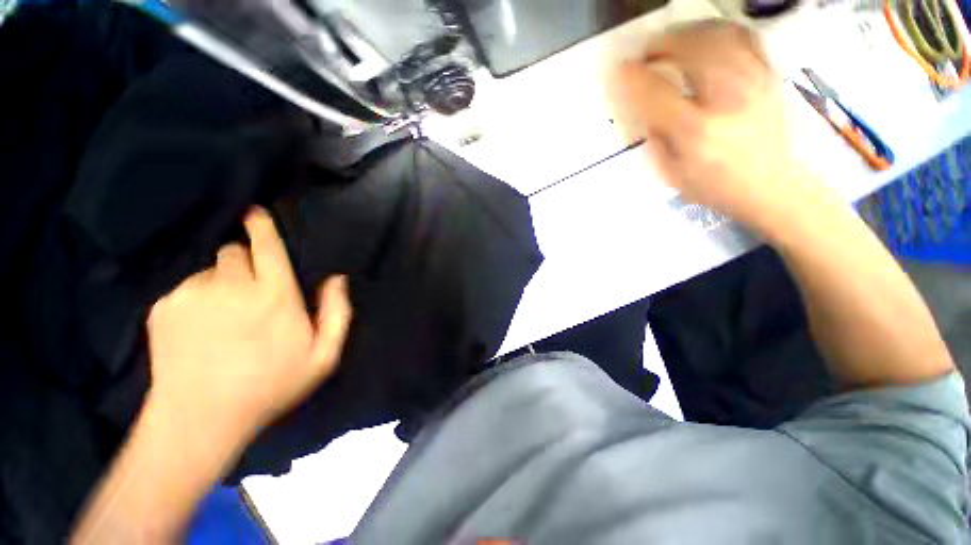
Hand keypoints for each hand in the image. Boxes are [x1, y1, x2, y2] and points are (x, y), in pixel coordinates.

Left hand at [146, 208, 352, 443]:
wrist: (200, 419)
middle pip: (234, 253)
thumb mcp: (323, 356)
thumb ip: (336, 313)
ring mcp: (192, 295)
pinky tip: (200, 330)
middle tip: (250, 294)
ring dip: (221, 284)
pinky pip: (186, 288)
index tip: (256, 213)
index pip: (266, 247)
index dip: (261, 227)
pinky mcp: (164, 308)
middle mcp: (232, 287)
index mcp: (274, 296)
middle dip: (245, 264)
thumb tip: (336, 279)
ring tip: (224, 318)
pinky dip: (197, 299)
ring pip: (210, 271)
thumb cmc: (271, 386)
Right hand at [607, 21, 820, 233]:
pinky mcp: (769, 75)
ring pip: (717, 35)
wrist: (772, 187)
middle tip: (644, 53)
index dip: (631, 78)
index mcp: (696, 131)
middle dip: (659, 45)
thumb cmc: (716, 186)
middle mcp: (727, 99)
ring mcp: (753, 81)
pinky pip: (744, 36)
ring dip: (685, 33)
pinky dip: (719, 30)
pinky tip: (705, 38)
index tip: (617, 71)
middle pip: (689, 51)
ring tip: (670, 42)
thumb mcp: (673, 174)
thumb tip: (639, 109)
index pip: (655, 93)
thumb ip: (654, 140)